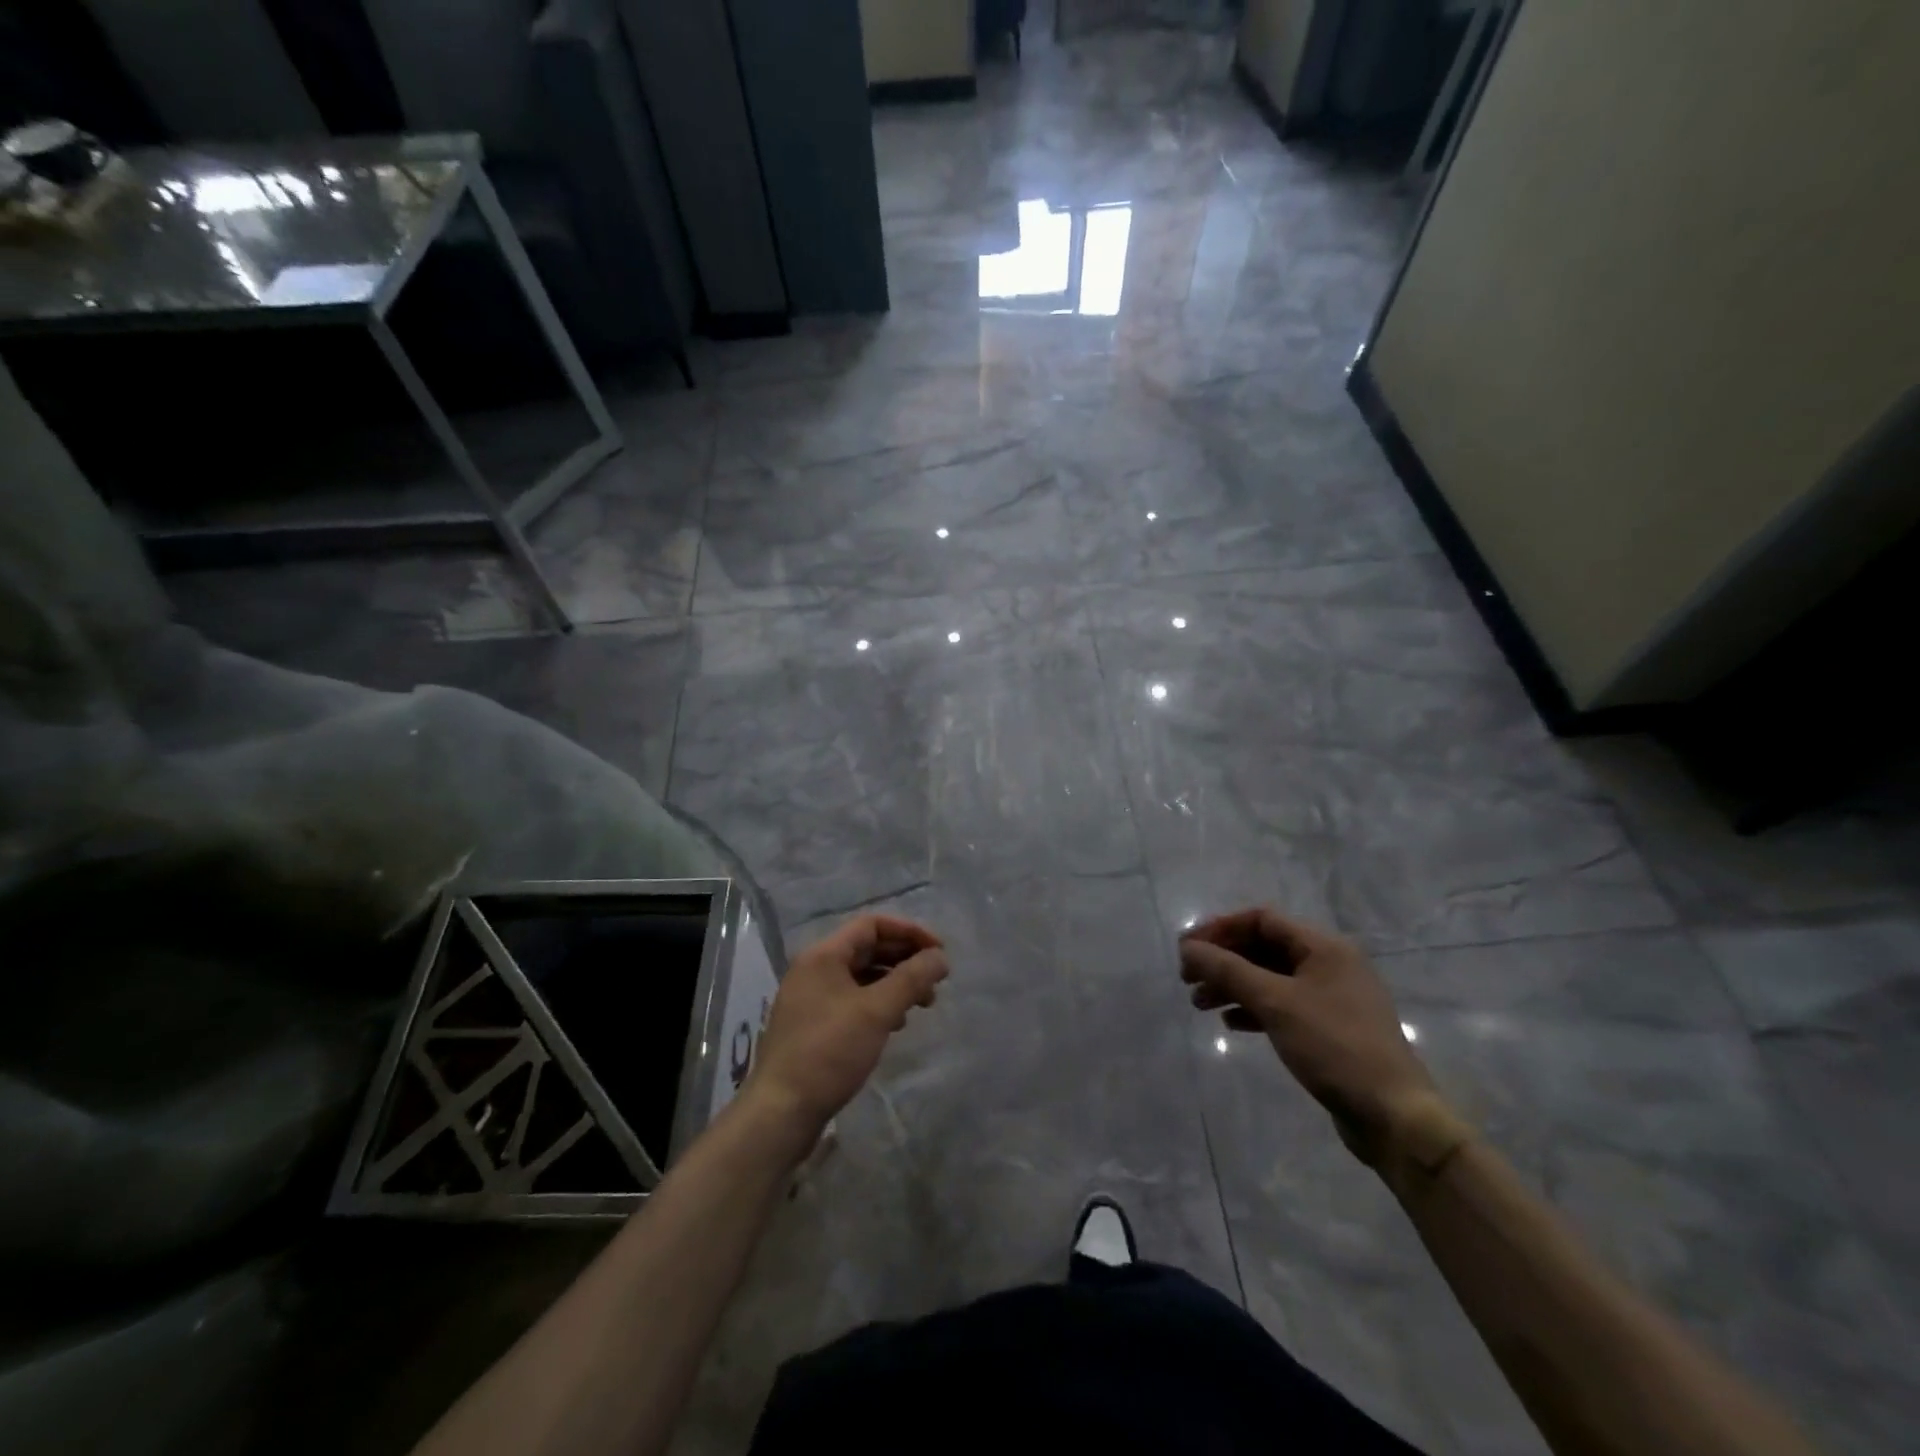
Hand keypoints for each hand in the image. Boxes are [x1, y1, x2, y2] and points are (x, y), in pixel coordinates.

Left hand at [748, 914, 948, 1134]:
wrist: (781, 1111)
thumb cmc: (829, 1052)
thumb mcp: (876, 1012)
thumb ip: (911, 978)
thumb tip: (940, 957)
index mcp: (823, 955)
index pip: (872, 925)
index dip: (910, 932)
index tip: (939, 952)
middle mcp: (814, 969)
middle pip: (868, 949)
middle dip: (905, 959)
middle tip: (936, 980)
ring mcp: (811, 998)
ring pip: (862, 976)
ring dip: (895, 983)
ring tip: (923, 1004)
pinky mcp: (813, 1025)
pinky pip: (852, 1000)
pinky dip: (878, 1003)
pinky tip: (895, 1024)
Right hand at [1180, 908, 1438, 1165]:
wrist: (1393, 1115)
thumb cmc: (1333, 1046)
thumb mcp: (1275, 1003)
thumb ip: (1228, 970)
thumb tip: (1188, 948)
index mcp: (1324, 947)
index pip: (1261, 919)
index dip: (1220, 929)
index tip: (1187, 950)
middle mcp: (1330, 964)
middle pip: (1263, 948)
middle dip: (1223, 961)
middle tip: (1188, 980)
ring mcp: (1332, 997)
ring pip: (1270, 978)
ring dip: (1233, 986)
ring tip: (1200, 1005)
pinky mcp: (1330, 1028)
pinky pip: (1283, 1005)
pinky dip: (1254, 1008)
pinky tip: (1231, 1023)